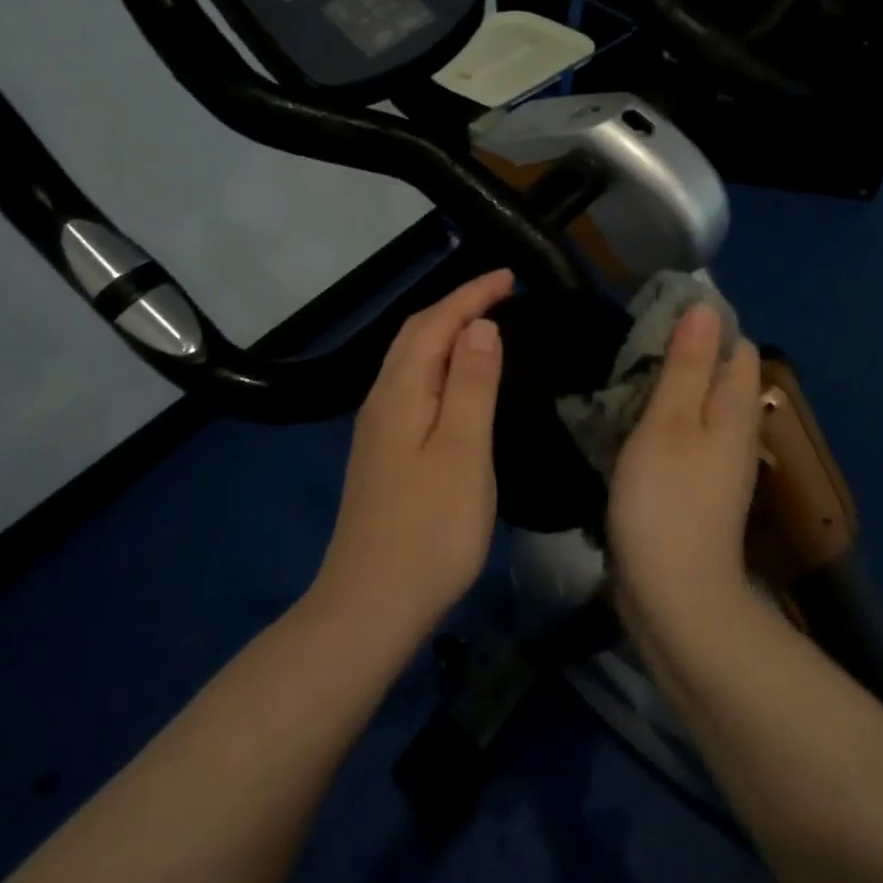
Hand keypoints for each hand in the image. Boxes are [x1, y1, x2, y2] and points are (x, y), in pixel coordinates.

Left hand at [312, 268, 513, 644]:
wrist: (372, 605)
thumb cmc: (430, 529)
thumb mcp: (463, 452)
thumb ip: (472, 385)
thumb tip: (480, 327)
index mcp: (400, 393)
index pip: (435, 324)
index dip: (471, 295)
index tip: (510, 276)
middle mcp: (381, 401)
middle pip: (414, 335)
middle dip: (456, 306)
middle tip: (501, 294)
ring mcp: (377, 430)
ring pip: (409, 361)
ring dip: (444, 333)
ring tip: (484, 325)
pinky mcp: (382, 454)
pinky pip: (411, 386)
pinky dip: (437, 365)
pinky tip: (456, 381)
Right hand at [607, 303, 761, 622]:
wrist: (673, 596)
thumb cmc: (666, 501)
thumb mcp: (669, 422)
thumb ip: (687, 365)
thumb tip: (705, 308)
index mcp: (735, 410)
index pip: (736, 347)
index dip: (704, 325)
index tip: (656, 315)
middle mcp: (735, 434)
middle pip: (718, 376)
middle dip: (682, 355)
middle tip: (630, 347)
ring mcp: (716, 466)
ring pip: (697, 408)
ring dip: (666, 390)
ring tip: (622, 380)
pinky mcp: (695, 492)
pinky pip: (682, 439)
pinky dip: (659, 424)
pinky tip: (627, 427)